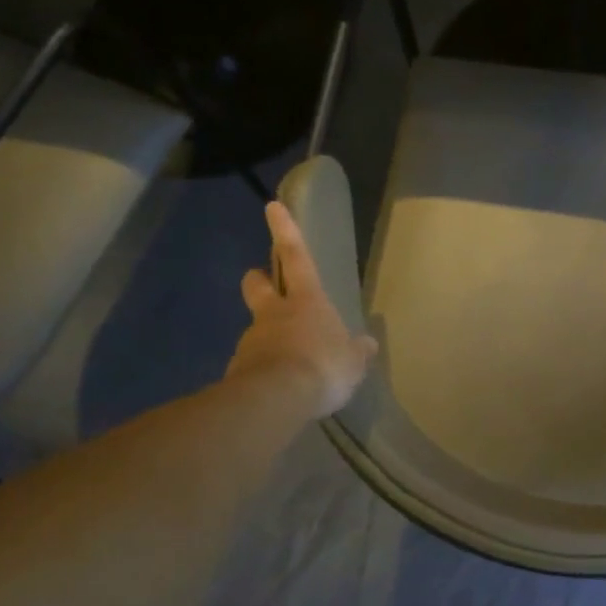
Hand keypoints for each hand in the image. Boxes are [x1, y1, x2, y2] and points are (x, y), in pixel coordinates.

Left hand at [226, 201, 377, 418]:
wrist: (275, 398)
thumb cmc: (322, 367)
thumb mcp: (352, 362)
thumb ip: (356, 352)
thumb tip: (367, 344)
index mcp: (306, 301)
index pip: (295, 257)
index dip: (285, 231)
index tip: (271, 206)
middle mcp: (274, 313)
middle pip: (258, 284)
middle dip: (259, 278)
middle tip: (264, 282)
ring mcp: (252, 339)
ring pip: (256, 327)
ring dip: (268, 335)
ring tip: (287, 361)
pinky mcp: (239, 368)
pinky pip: (253, 362)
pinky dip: (264, 368)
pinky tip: (277, 387)